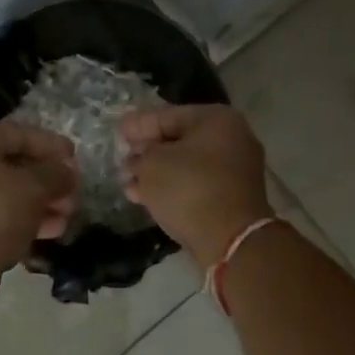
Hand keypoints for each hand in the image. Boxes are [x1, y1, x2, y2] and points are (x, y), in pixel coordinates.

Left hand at [0, 122, 77, 290]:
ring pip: (5, 190)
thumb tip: (66, 170)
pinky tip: (50, 230)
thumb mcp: (33, 188)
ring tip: (67, 216)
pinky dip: (21, 216)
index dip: (51, 145)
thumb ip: (56, 173)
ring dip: (39, 201)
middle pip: (12, 163)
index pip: (17, 134)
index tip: (75, 157)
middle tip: (74, 192)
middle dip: (48, 180)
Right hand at [120, 105, 270, 267]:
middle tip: (123, 158)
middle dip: (148, 151)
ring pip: (186, 165)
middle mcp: (231, 138)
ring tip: (127, 181)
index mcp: (215, 119)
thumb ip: (140, 155)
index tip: (118, 130)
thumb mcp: (152, 164)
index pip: (167, 115)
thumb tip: (138, 157)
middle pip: (179, 140)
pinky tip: (144, 196)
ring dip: (156, 173)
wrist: (230, 239)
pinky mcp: (232, 197)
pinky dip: (171, 188)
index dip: (139, 124)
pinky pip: (195, 185)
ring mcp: (235, 169)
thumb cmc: (189, 188)